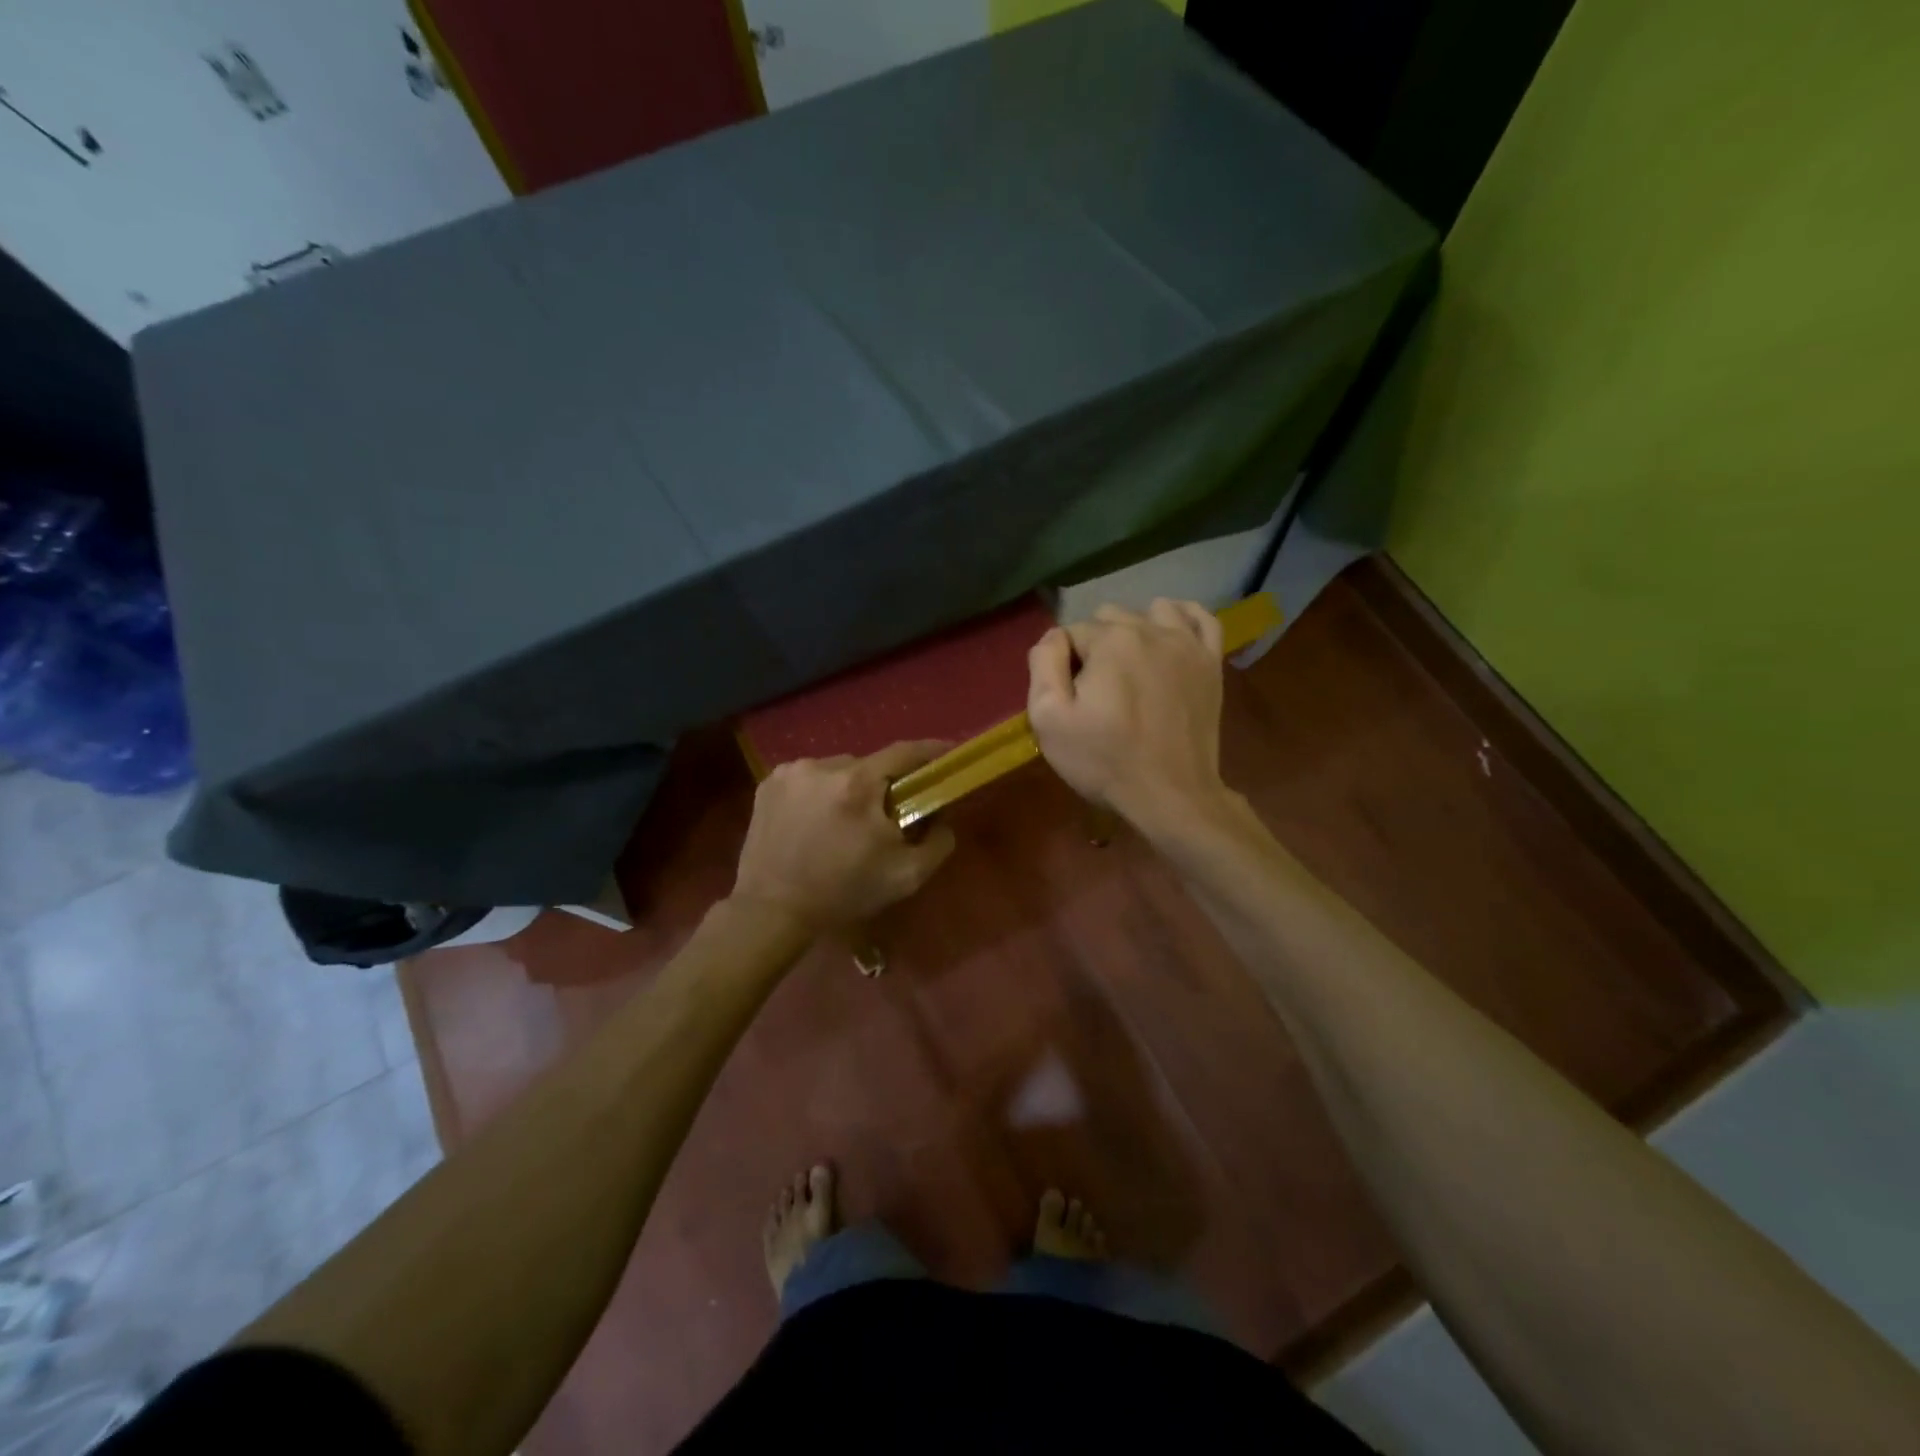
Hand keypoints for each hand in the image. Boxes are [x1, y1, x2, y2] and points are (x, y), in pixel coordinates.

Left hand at [732, 741, 956, 932]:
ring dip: (849, 788)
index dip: (930, 751)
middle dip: (882, 785)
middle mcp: (823, 766)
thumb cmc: (843, 893)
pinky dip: (820, 793)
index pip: (905, 752)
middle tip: (887, 812)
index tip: (947, 754)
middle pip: (869, 764)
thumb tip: (942, 815)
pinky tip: (815, 822)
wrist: (772, 911)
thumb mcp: (907, 876)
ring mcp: (791, 772)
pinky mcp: (768, 783)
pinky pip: (809, 778)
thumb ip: (939, 841)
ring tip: (844, 822)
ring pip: (837, 770)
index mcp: (858, 784)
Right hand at [1027, 599, 1230, 831]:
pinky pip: (1200, 618)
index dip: (1063, 663)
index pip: (1072, 632)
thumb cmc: (1104, 760)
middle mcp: (1151, 629)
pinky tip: (1168, 633)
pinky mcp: (1211, 662)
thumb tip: (1054, 637)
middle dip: (1096, 644)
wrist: (1170, 795)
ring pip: (1151, 610)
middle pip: (1110, 617)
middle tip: (1097, 689)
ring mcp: (1187, 644)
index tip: (1070, 697)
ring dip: (1134, 629)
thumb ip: (1043, 664)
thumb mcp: (1049, 719)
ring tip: (1128, 666)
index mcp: (1110, 641)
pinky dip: (1182, 617)